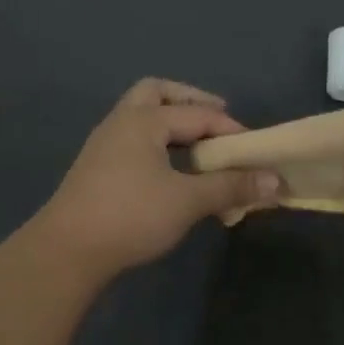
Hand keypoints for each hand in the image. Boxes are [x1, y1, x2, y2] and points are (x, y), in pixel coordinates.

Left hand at [31, 78, 281, 280]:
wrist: (66, 251)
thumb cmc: (130, 216)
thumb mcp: (188, 201)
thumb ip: (231, 187)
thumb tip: (277, 182)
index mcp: (144, 120)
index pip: (198, 114)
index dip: (231, 130)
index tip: (255, 151)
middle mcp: (121, 122)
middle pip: (156, 93)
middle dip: (189, 101)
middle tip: (217, 119)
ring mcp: (104, 145)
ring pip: (140, 117)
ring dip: (170, 123)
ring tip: (197, 146)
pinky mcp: (96, 168)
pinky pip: (133, 140)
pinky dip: (156, 143)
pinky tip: (169, 170)